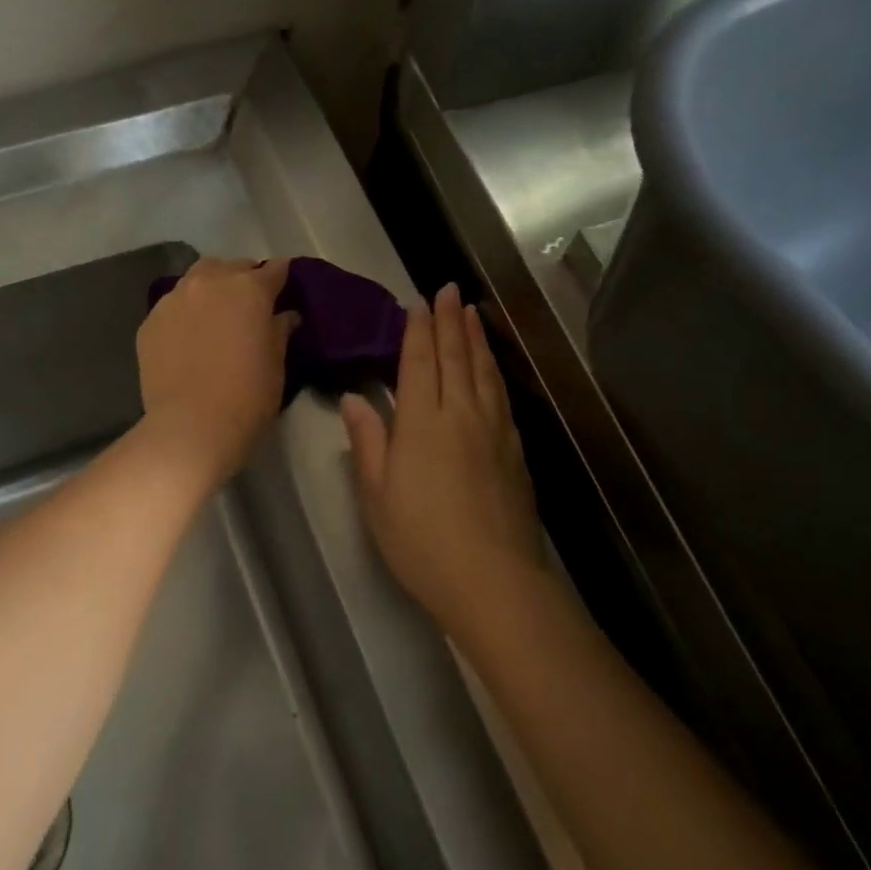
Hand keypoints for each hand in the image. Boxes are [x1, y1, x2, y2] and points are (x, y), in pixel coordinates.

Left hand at [137, 257, 298, 488]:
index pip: (274, 270)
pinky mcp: (150, 322)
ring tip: (215, 314)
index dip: (282, 277)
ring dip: (211, 289)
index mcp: (249, 289)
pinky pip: (173, 306)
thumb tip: (285, 315)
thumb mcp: (276, 365)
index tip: (286, 288)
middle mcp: (210, 283)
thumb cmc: (247, 397)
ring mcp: (174, 299)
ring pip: (196, 279)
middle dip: (243, 278)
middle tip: (250, 304)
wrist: (190, 426)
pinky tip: (188, 337)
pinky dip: (185, 313)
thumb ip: (280, 331)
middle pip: (231, 267)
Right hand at [341, 284, 543, 639]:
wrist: (492, 579)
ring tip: (471, 313)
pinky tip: (492, 368)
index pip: (420, 363)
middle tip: (449, 290)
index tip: (418, 302)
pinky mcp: (515, 450)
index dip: (418, 330)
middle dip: (450, 321)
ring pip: (484, 371)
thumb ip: (368, 441)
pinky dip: (494, 372)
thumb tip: (355, 399)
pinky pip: (502, 396)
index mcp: (423, 422)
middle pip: (456, 357)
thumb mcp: (377, 494)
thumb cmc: (421, 539)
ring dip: (475, 339)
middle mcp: (462, 414)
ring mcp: (494, 430)